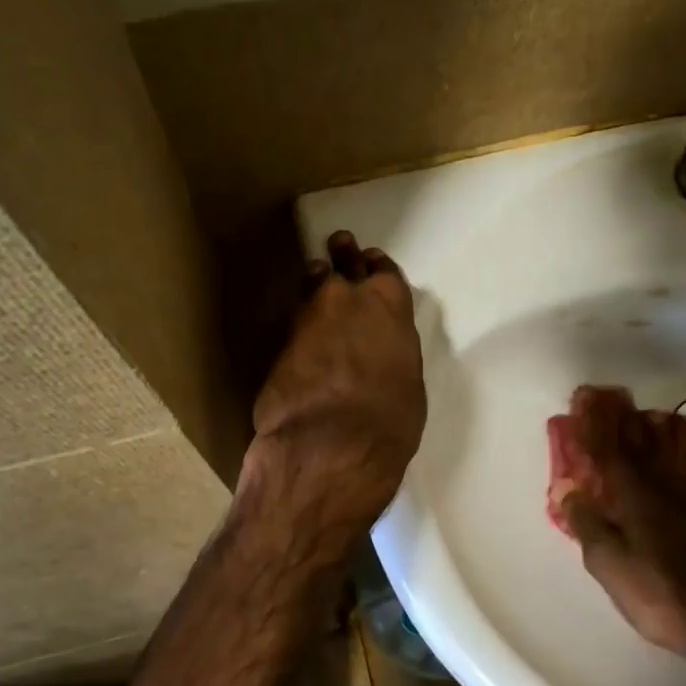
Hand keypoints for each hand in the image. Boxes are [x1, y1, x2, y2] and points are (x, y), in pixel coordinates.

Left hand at [246, 230, 426, 541]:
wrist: (330, 443)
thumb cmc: (389, 419)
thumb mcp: (407, 384)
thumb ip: (392, 355)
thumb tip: (379, 357)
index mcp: (389, 306)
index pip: (384, 272)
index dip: (377, 267)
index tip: (372, 261)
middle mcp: (346, 300)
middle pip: (342, 265)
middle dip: (342, 254)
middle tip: (339, 243)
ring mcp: (306, 318)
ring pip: (310, 288)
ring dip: (315, 284)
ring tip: (315, 277)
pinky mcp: (278, 344)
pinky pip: (293, 324)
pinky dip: (299, 324)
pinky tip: (300, 331)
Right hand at [550, 386, 685, 664]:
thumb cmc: (656, 593)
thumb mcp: (607, 563)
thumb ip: (587, 523)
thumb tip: (568, 490)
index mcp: (633, 496)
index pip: (608, 449)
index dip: (594, 423)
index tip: (583, 399)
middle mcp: (663, 488)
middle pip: (640, 444)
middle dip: (621, 418)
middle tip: (608, 397)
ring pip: (672, 455)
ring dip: (657, 431)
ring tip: (647, 415)